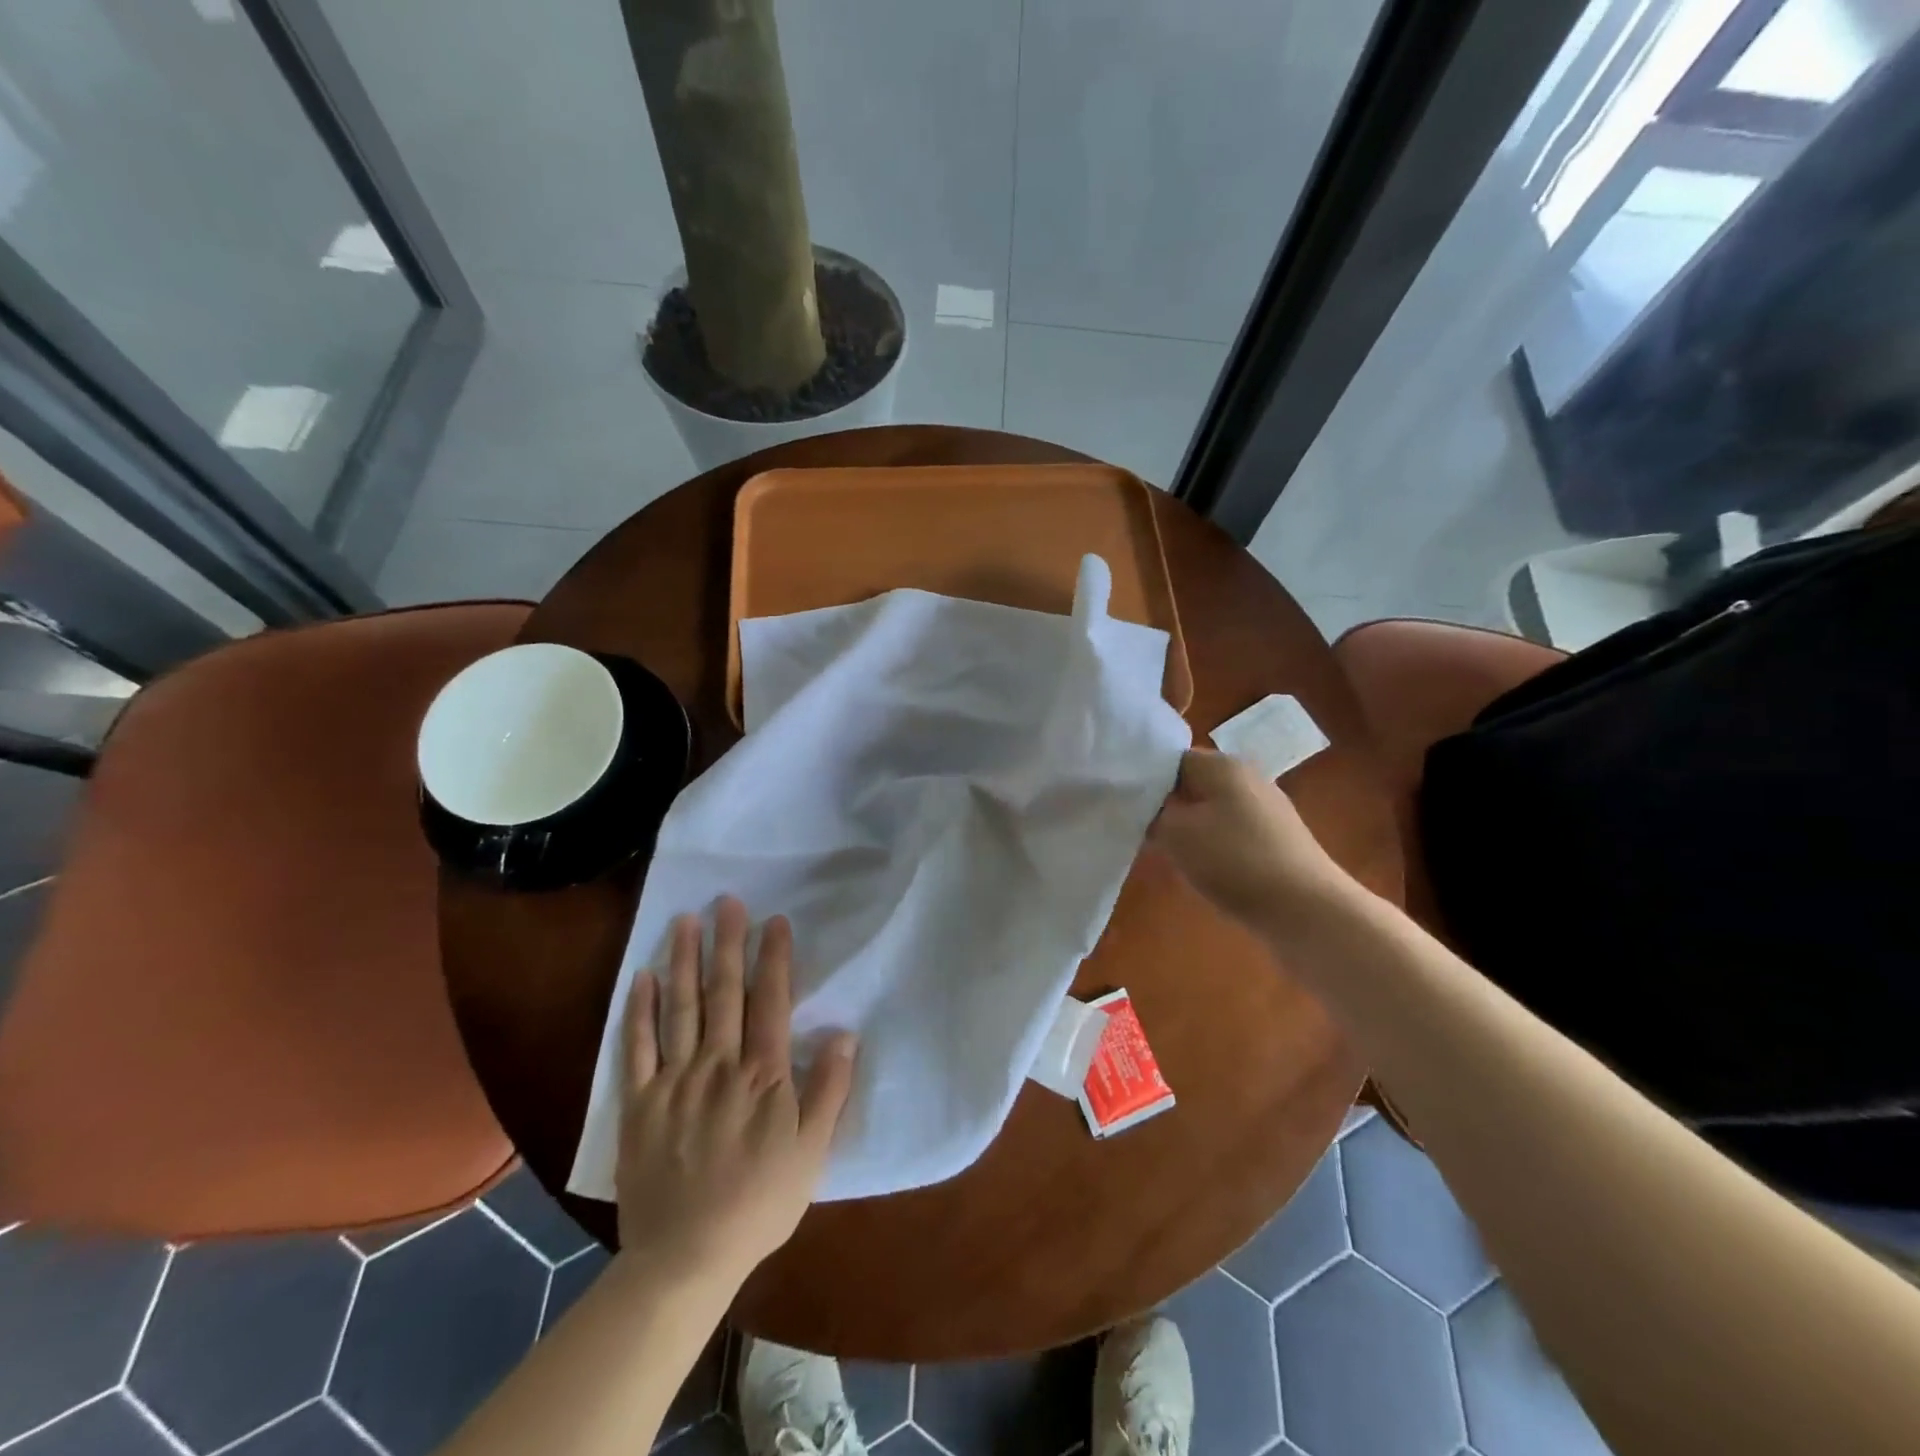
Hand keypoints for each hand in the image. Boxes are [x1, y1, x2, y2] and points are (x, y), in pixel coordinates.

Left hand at [615, 896, 855, 1280]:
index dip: (774, 959)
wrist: (685, 1258)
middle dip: (729, 943)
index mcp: (762, 1075)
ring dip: (685, 961)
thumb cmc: (759, 1203)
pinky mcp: (638, 1103)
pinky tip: (643, 977)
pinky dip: (640, 1011)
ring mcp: (674, 1081)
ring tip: (686, 921)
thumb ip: (829, 1090)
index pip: (771, 1001)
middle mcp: (718, 1065)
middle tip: (728, 902)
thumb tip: (846, 1034)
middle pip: (725, 993)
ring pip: (681, 1008)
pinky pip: (636, 1048)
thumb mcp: (811, 1152)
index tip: (775, 922)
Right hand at [1149, 750, 1348, 927]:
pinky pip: (1228, 831)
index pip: (1169, 758)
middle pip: (1190, 783)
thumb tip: (1140, 804)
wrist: (1307, 910)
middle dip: (1162, 805)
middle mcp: (1246, 777)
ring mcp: (1265, 808)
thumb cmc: (1235, 861)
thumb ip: (1150, 813)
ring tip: (1162, 852)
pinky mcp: (1275, 839)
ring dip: (1185, 827)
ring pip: (1208, 809)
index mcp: (1222, 765)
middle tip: (1135, 830)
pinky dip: (1209, 844)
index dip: (1141, 779)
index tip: (1120, 804)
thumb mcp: (1176, 834)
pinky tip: (1199, 868)